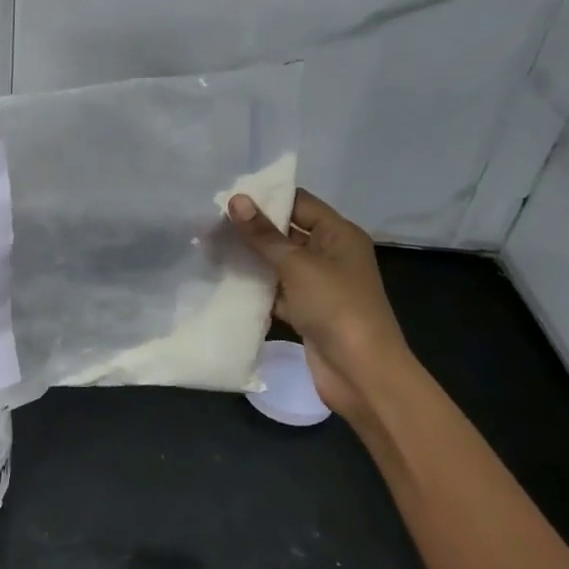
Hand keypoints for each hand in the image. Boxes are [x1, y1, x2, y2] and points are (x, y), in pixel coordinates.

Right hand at [226, 189, 409, 422]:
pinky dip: (254, 287)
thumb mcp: (297, 265)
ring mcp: (317, 284)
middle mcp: (330, 254)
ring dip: (248, 258)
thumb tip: (236, 199)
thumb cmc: (335, 307)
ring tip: (208, 247)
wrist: (360, 371)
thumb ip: (264, 234)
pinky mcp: (305, 310)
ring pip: (277, 263)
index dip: (266, 197)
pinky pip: (275, 290)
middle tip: (208, 223)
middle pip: (286, 232)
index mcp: (338, 234)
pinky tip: (222, 280)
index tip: (226, 197)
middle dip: (251, 229)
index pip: (299, 203)